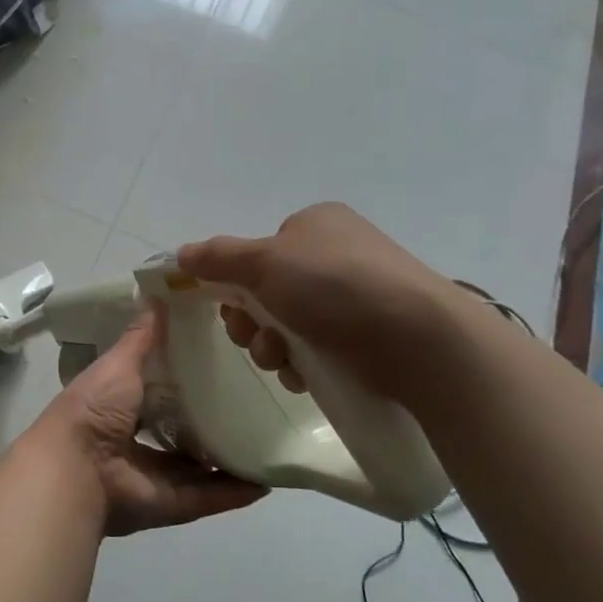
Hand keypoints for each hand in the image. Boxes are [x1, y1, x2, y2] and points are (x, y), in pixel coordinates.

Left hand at [28, 309, 266, 536]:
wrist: (78, 469)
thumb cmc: (94, 408)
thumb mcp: (118, 364)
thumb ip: (141, 338)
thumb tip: (159, 298)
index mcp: (119, 407)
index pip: (156, 391)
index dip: (182, 379)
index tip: (218, 360)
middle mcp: (136, 443)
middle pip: (180, 432)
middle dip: (209, 420)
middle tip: (252, 400)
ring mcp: (155, 477)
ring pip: (198, 467)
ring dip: (227, 458)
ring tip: (266, 439)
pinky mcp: (173, 504)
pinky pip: (209, 496)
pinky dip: (236, 491)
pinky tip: (267, 479)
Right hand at [177, 202, 462, 402]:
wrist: (420, 340)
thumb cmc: (336, 287)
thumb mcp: (266, 262)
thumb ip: (219, 257)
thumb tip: (182, 253)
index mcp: (315, 225)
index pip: (258, 253)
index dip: (235, 283)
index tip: (230, 309)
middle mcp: (336, 254)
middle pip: (268, 292)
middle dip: (253, 322)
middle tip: (257, 340)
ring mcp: (357, 296)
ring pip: (289, 325)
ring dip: (273, 347)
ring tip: (285, 362)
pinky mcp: (371, 336)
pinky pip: (318, 349)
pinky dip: (303, 363)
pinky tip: (306, 376)